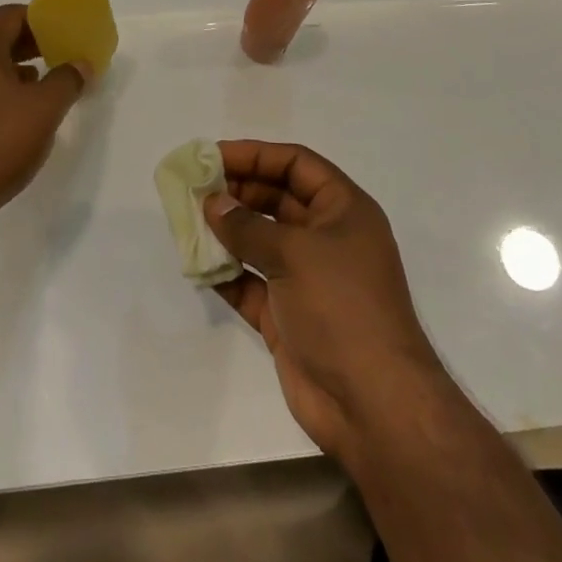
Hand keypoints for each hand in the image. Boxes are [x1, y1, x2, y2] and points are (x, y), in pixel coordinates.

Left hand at [0, 5, 87, 234]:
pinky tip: (20, 121)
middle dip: (30, 45)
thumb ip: (67, 80)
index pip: (7, 16)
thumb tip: (80, 63)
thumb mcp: (44, 109)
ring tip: (45, 88)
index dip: (36, 16)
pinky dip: (2, 98)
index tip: (60, 28)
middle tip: (59, 54)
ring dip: (16, 73)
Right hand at [203, 141, 444, 461]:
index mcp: (344, 211)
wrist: (373, 406)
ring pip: (261, 240)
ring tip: (188, 219)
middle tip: (194, 188)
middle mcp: (327, 238)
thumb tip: (213, 202)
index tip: (213, 156)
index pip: (296, 164)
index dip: (256, 155)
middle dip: (237, 191)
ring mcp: (307, 279)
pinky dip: (226, 272)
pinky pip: (250, 282)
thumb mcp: (295, 254)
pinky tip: (197, 263)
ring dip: (227, 230)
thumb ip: (248, 226)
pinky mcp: (288, 316)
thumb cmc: (342, 308)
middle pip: (277, 198)